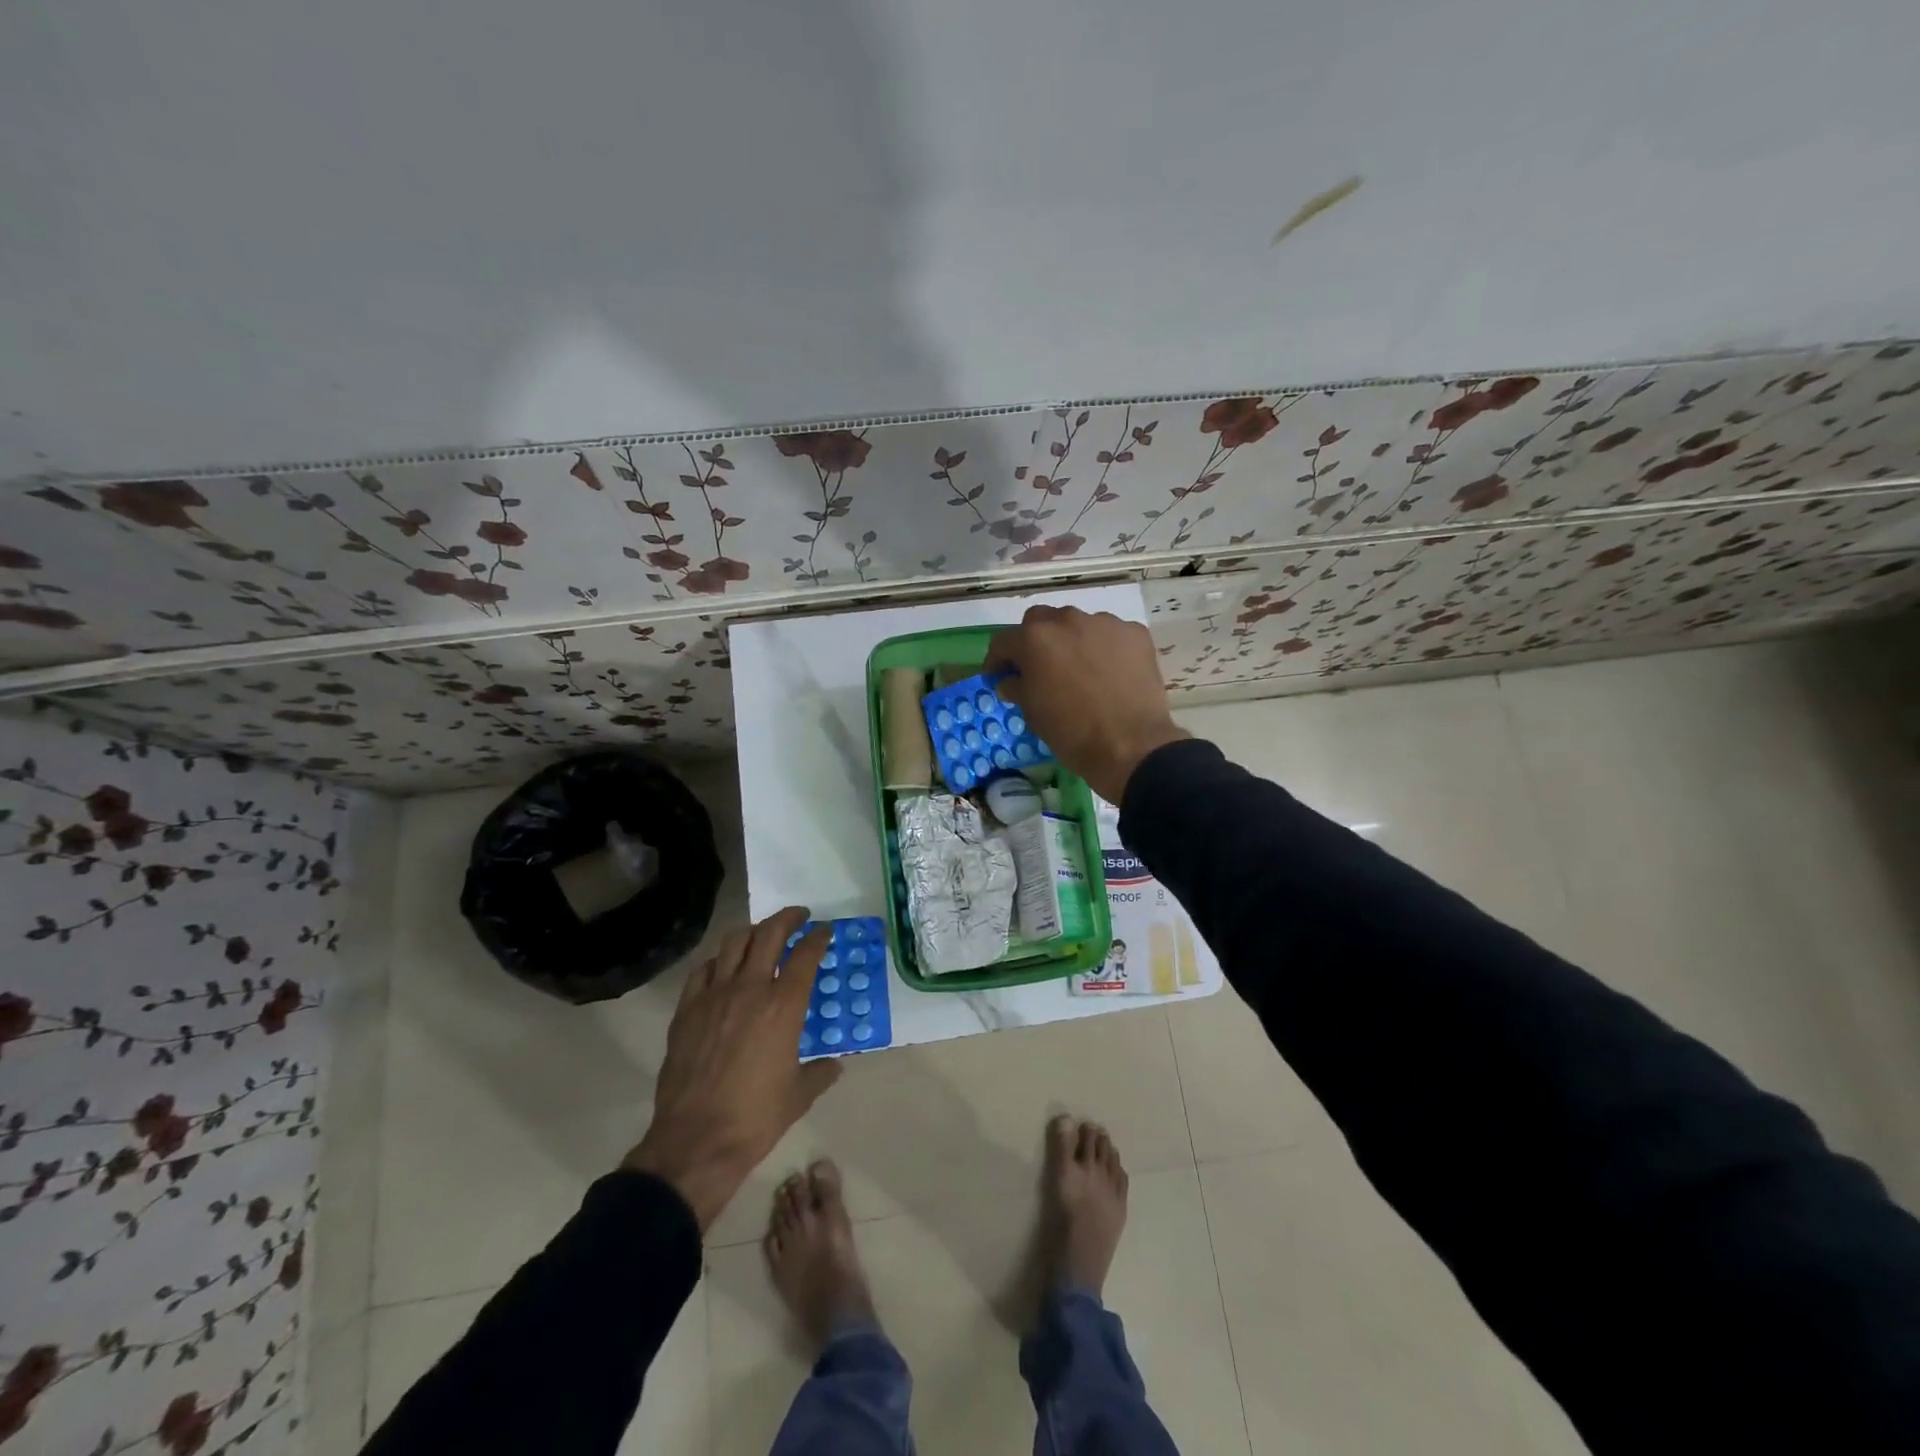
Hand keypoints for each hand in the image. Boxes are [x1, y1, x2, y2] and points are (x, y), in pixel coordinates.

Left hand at [624, 908, 839, 1230]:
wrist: (696, 1140)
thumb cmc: (756, 1118)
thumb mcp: (799, 1095)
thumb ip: (820, 1073)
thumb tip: (834, 1064)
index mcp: (784, 1006)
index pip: (806, 955)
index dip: (818, 937)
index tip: (824, 931)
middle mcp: (750, 989)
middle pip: (770, 934)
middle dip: (788, 918)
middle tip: (799, 916)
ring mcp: (714, 996)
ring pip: (734, 943)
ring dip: (753, 932)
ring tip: (762, 934)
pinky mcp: (687, 1010)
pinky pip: (703, 970)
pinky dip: (718, 961)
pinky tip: (723, 968)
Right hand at [988, 606, 1188, 803]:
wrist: (1130, 745)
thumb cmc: (1071, 732)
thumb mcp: (1032, 713)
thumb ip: (1017, 687)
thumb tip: (1010, 680)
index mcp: (1035, 639)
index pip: (1004, 641)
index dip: (997, 660)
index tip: (998, 676)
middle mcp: (1067, 620)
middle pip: (1041, 621)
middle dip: (1034, 641)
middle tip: (1039, 667)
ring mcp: (1104, 623)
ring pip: (1078, 624)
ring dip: (1072, 642)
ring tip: (1079, 669)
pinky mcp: (1134, 633)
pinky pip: (1110, 634)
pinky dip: (1104, 648)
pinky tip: (1109, 672)